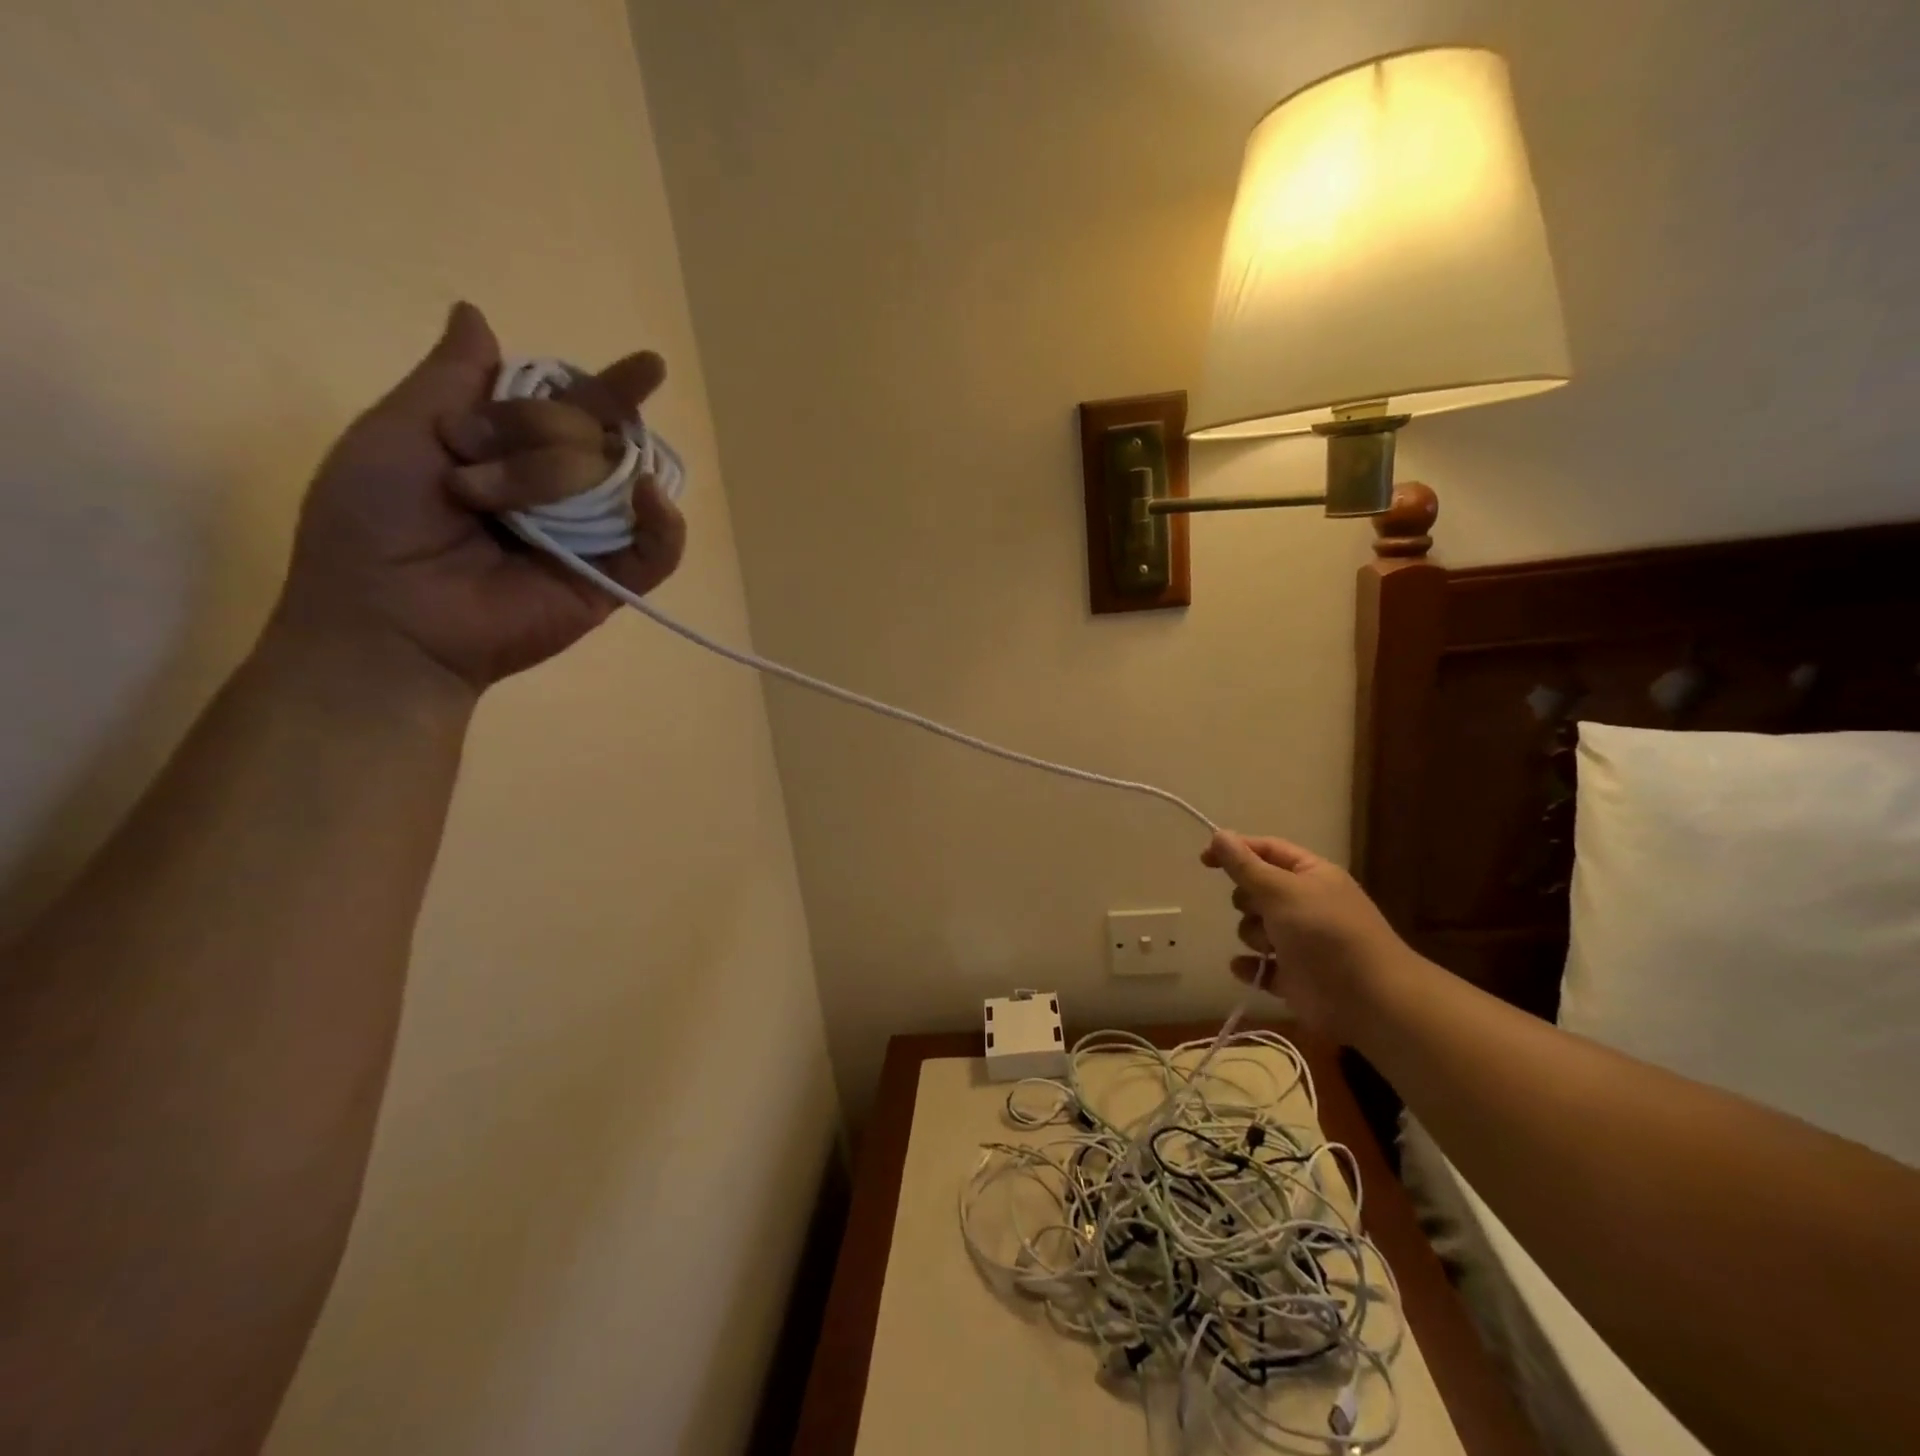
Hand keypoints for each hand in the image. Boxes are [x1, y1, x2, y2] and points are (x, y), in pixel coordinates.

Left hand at [273, 301, 686, 695]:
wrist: (388, 621)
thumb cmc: (373, 527)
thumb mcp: (397, 432)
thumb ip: (448, 380)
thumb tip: (476, 312)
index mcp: (512, 455)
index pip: (572, 409)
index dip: (607, 388)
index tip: (649, 366)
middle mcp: (560, 493)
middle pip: (594, 436)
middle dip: (536, 436)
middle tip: (469, 480)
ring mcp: (590, 539)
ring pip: (620, 480)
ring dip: (565, 473)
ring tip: (508, 505)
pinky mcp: (610, 584)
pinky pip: (658, 551)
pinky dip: (665, 524)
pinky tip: (647, 496)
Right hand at [1200, 830, 1410, 1040]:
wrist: (1369, 1000)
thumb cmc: (1326, 933)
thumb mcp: (1281, 891)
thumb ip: (1245, 865)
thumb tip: (1219, 835)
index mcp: (1311, 875)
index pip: (1267, 850)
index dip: (1235, 851)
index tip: (1204, 860)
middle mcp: (1306, 904)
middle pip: (1257, 890)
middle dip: (1248, 901)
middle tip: (1260, 911)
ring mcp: (1300, 942)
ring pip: (1254, 928)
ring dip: (1254, 935)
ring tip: (1270, 948)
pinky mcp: (1293, 976)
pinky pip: (1259, 966)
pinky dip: (1252, 967)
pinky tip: (1250, 969)